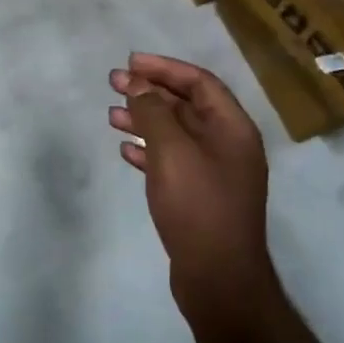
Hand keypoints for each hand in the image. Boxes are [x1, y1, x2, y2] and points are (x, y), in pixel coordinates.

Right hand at [109, 54, 271, 317]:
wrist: (218, 279)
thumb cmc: (198, 206)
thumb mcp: (172, 151)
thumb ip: (154, 113)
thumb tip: (139, 85)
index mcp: (233, 128)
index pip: (200, 82)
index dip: (165, 68)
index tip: (131, 63)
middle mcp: (228, 145)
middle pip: (186, 105)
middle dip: (150, 92)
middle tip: (114, 83)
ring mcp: (214, 173)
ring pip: (176, 134)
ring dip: (145, 120)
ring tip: (111, 115)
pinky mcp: (199, 197)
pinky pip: (172, 161)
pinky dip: (148, 151)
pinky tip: (125, 151)